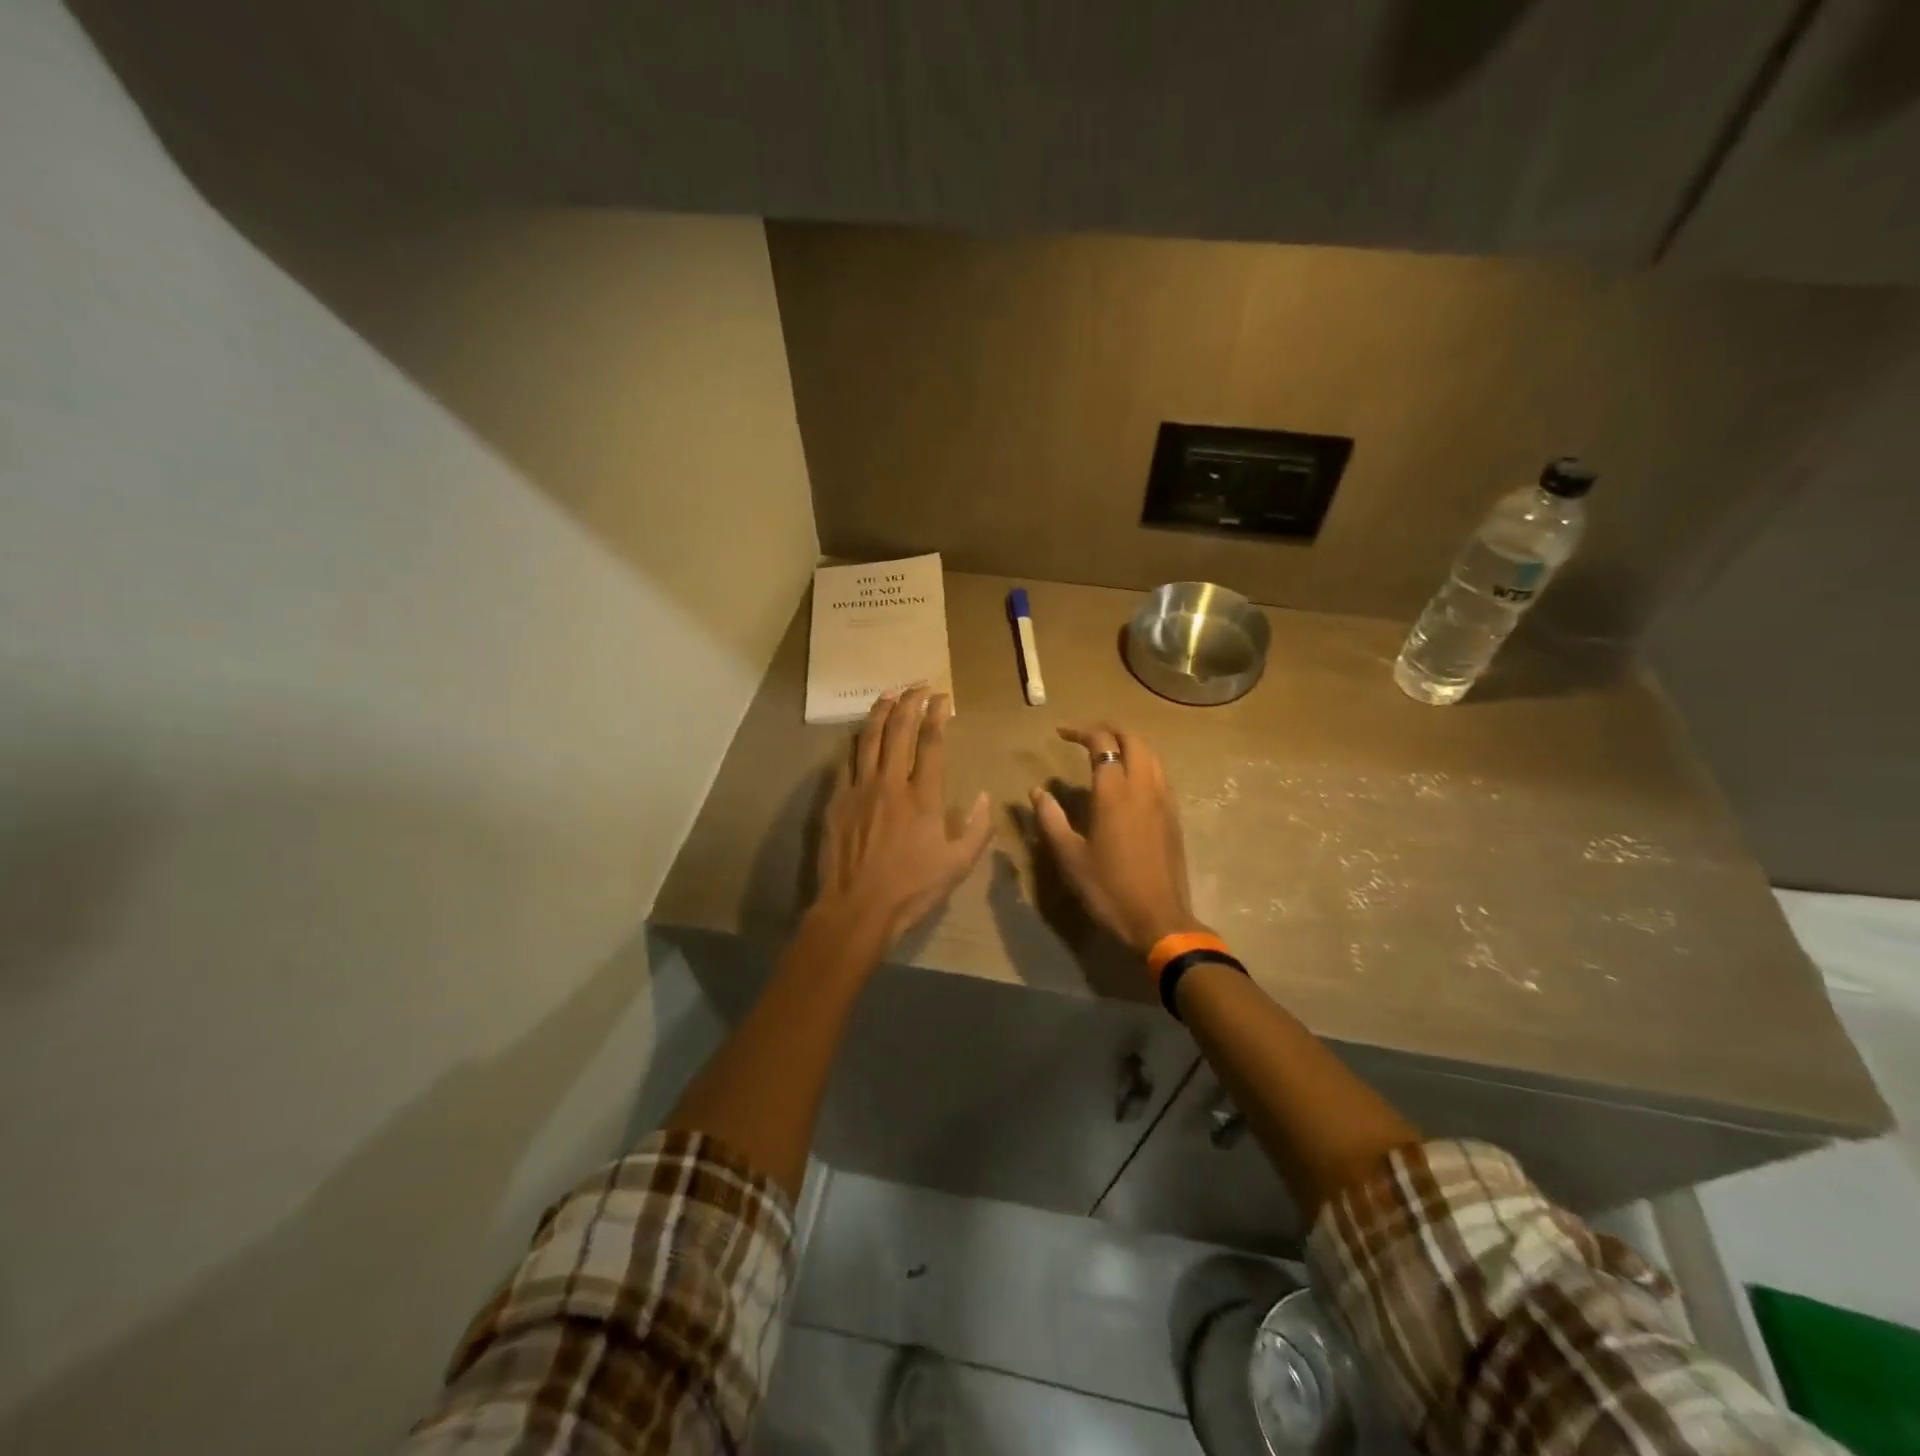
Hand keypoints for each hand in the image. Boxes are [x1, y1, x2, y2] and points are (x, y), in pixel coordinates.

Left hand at [814, 687, 993, 945]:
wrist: (856, 908)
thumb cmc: (911, 889)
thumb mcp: (957, 865)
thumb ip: (977, 829)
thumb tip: (986, 797)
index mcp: (923, 797)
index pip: (931, 743)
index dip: (937, 715)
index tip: (943, 698)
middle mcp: (891, 784)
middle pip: (899, 730)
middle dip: (910, 702)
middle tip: (919, 686)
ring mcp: (859, 789)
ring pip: (869, 738)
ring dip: (881, 712)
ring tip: (889, 694)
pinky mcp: (837, 800)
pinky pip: (846, 761)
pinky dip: (856, 741)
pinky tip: (860, 733)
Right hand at [1031, 725, 1207, 955]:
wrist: (1158, 920)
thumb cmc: (1108, 889)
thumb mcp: (1069, 856)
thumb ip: (1051, 819)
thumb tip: (1037, 792)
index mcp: (1115, 793)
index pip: (1102, 744)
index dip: (1081, 732)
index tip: (1060, 734)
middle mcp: (1143, 788)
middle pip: (1133, 740)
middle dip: (1109, 730)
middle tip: (1085, 737)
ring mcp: (1164, 801)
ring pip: (1151, 755)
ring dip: (1129, 745)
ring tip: (1107, 755)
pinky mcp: (1174, 817)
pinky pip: (1160, 775)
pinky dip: (1142, 765)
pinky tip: (1127, 784)